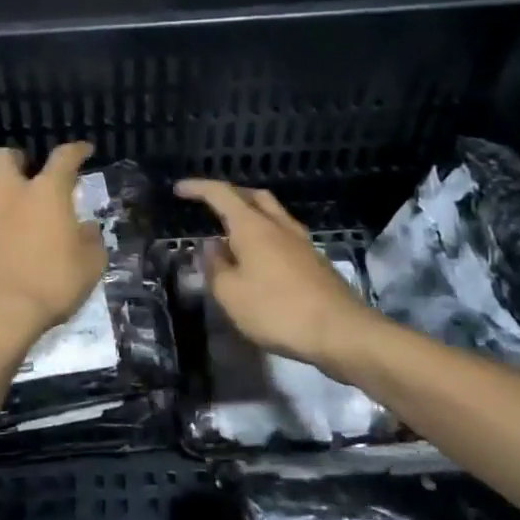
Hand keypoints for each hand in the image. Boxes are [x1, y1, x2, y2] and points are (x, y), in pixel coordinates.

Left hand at [0, 142, 105, 357]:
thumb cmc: (52, 282)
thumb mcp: (90, 265)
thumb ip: (91, 241)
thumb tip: (86, 229)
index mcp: (46, 192)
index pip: (63, 158)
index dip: (76, 150)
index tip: (84, 150)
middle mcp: (12, 194)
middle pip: (3, 157)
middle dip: (17, 159)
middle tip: (29, 171)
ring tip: (9, 199)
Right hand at [174, 179, 367, 368]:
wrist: (341, 332)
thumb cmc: (278, 310)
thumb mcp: (231, 294)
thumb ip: (215, 267)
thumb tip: (210, 245)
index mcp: (253, 227)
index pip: (221, 194)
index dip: (198, 188)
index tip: (178, 189)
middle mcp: (278, 225)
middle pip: (252, 196)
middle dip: (229, 195)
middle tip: (209, 206)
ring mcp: (301, 242)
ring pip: (272, 214)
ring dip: (249, 215)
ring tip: (231, 234)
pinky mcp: (315, 261)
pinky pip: (283, 235)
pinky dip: (265, 236)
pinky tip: (258, 259)